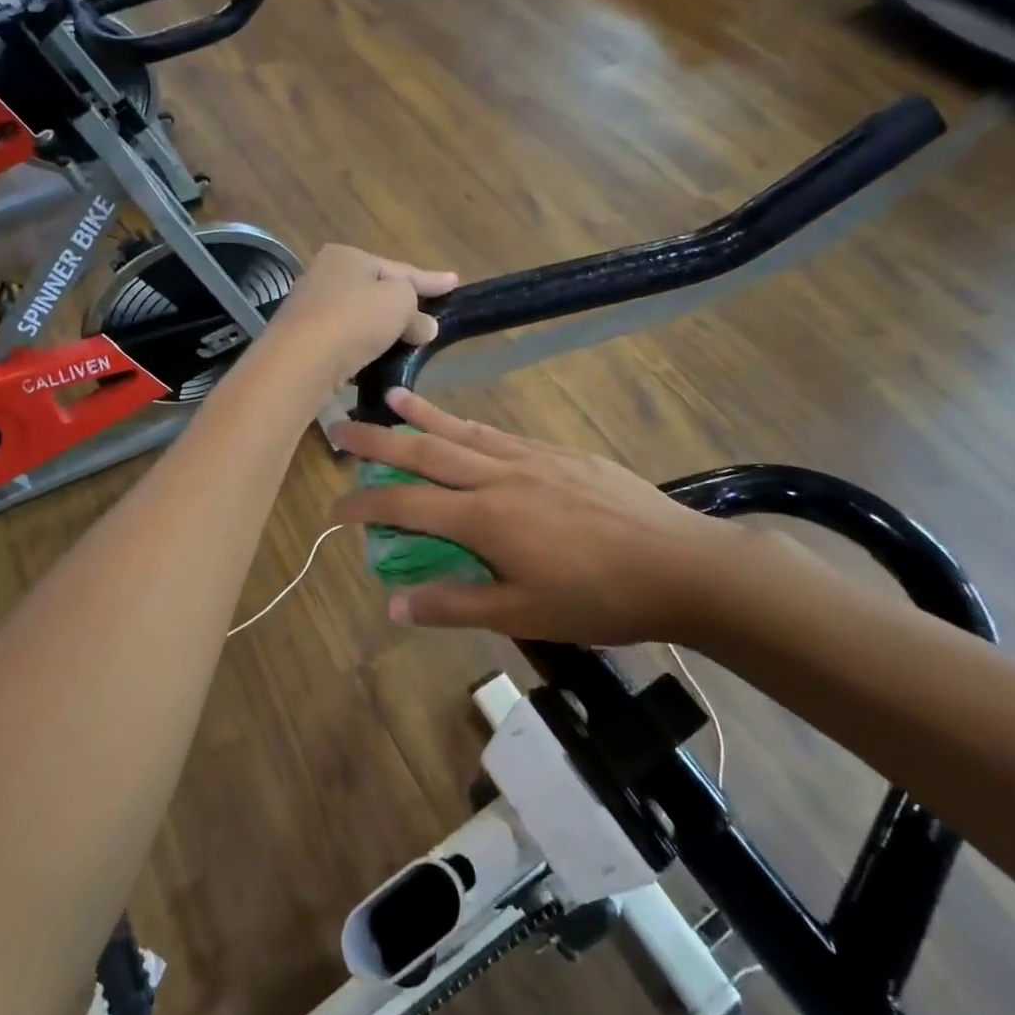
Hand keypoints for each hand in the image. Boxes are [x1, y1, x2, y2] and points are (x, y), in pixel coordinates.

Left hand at [257, 246, 456, 395]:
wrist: (300, 361)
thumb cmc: (354, 319)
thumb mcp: (399, 303)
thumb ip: (417, 310)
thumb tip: (426, 326)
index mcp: (346, 256)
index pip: (399, 268)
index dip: (430, 279)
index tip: (455, 282)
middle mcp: (323, 275)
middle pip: (376, 291)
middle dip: (404, 305)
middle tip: (432, 318)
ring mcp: (309, 309)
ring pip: (360, 317)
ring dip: (384, 330)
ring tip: (411, 344)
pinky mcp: (303, 342)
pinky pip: (345, 341)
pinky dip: (364, 348)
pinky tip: (379, 362)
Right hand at [331, 391, 770, 647]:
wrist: (680, 564)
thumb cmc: (599, 598)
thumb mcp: (523, 615)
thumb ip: (456, 606)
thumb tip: (395, 604)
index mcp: (485, 517)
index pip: (407, 505)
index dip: (366, 505)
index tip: (335, 507)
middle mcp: (500, 476)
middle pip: (427, 451)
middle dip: (378, 440)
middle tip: (340, 425)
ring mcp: (533, 458)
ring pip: (464, 431)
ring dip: (423, 416)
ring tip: (393, 399)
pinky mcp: (561, 454)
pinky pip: (501, 434)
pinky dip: (470, 426)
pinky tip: (466, 426)